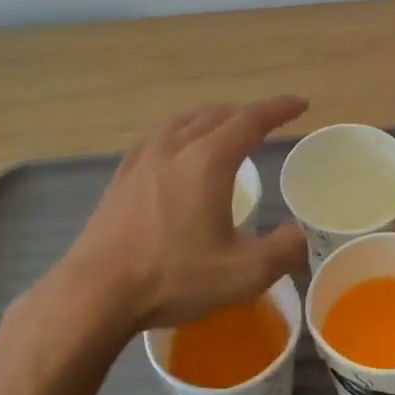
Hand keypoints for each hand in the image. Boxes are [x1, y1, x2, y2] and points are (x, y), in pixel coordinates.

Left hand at [60, 96, 310, 329]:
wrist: (96, 291)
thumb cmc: (172, 277)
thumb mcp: (241, 275)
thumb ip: (282, 252)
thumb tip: (299, 235)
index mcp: (207, 161)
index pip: (250, 120)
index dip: (278, 109)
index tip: (299, 104)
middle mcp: (175, 147)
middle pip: (217, 114)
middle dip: (247, 112)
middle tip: (267, 120)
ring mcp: (143, 158)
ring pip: (184, 121)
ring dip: (212, 117)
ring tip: (225, 127)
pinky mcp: (122, 175)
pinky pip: (159, 136)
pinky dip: (181, 131)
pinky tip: (176, 149)